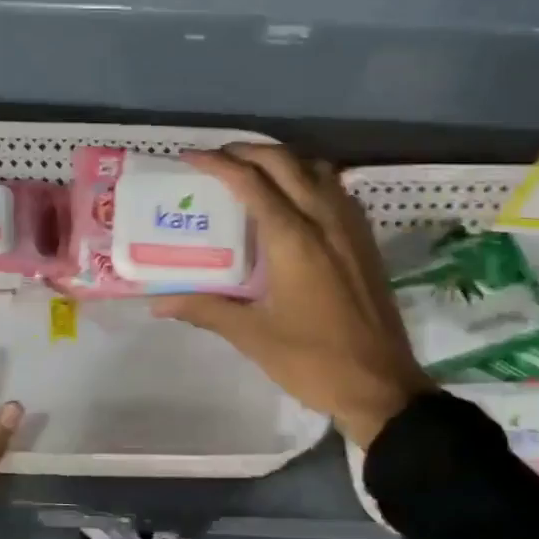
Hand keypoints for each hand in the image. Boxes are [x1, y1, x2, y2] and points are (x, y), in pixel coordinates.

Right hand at [151, 145, 430, 448]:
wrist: (382, 387)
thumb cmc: (313, 361)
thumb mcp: (252, 337)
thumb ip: (205, 309)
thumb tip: (156, 302)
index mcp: (293, 239)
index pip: (251, 182)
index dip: (217, 163)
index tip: (189, 158)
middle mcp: (324, 220)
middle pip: (285, 162)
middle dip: (247, 151)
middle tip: (217, 160)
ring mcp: (350, 228)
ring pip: (316, 168)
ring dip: (282, 160)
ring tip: (253, 172)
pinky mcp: (365, 241)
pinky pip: (335, 189)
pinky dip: (309, 178)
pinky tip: (295, 200)